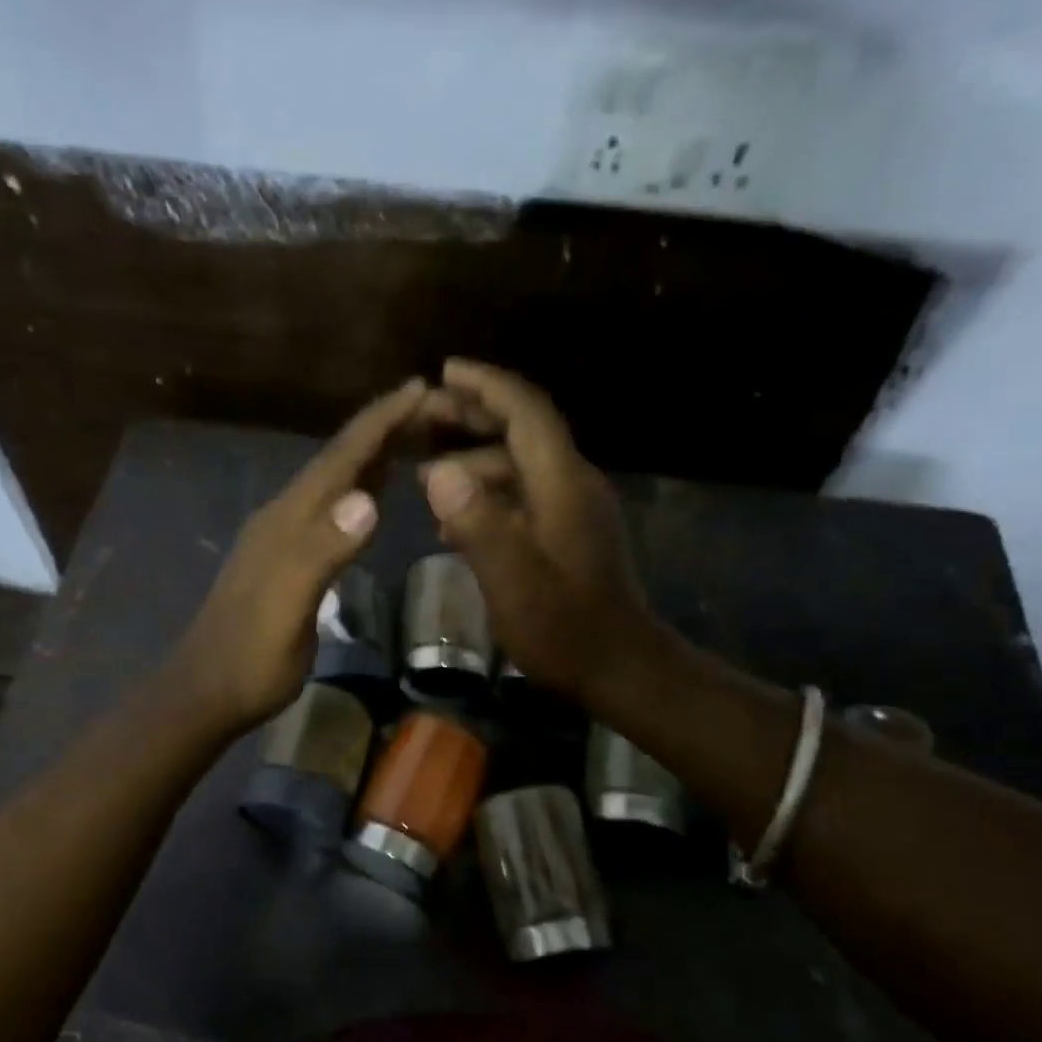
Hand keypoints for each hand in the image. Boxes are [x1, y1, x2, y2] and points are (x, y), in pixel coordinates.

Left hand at [169, 380, 428, 731]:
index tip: (419, 386)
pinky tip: (374, 495)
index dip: (378, 422)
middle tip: (432, 406)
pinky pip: (331, 513)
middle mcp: (285, 518)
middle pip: (337, 462)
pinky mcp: (289, 562)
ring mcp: (285, 540)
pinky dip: (359, 493)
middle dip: (382, 429)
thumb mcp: (287, 606)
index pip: (339, 459)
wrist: (208, 691)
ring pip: (335, 484)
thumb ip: (322, 552)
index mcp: (288, 520)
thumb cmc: (251, 657)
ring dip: (372, 457)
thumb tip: (367, 500)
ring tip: (414, 435)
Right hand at [420, 359, 670, 701]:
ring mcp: (572, 509)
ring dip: (473, 460)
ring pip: (518, 465)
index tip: (444, 371)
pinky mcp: (568, 534)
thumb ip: (477, 523)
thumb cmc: (564, 630)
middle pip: (522, 431)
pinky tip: (453, 520)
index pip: (525, 412)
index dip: (486, 385)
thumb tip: (437, 472)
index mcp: (561, 484)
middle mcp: (572, 484)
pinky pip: (522, 495)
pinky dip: (486, 494)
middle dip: (473, 415)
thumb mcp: (512, 581)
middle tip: (422, 416)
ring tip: (424, 472)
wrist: (618, 669)